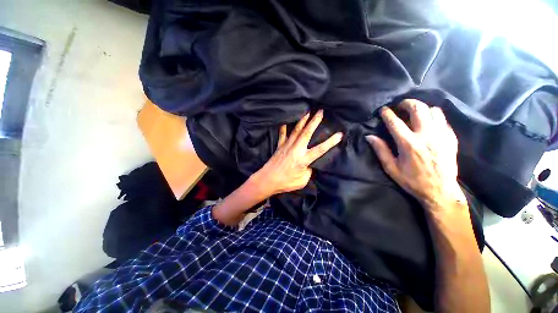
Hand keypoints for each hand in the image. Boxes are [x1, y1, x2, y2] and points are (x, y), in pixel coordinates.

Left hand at [251, 110, 342, 197]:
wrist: (268, 180)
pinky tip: (285, 121)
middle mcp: (296, 149)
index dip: (330, 142)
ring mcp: (287, 146)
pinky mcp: (280, 146)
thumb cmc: (285, 183)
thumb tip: (308, 165)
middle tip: (320, 112)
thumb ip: (308, 171)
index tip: (339, 134)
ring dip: (302, 121)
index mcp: (303, 159)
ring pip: (296, 131)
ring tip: (307, 112)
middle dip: (314, 121)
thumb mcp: (302, 181)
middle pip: (307, 133)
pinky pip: (282, 134)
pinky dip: (284, 128)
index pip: (320, 149)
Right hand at [366, 99, 466, 211]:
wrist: (441, 191)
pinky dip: (434, 117)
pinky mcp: (451, 138)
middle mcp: (426, 135)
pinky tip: (428, 123)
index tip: (383, 109)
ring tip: (415, 113)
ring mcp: (441, 135)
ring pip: (433, 110)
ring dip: (422, 108)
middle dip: (407, 103)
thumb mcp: (391, 168)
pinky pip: (443, 119)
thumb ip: (380, 150)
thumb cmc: (412, 180)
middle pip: (418, 109)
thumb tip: (369, 136)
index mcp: (408, 144)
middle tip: (400, 105)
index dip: (387, 114)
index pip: (395, 122)